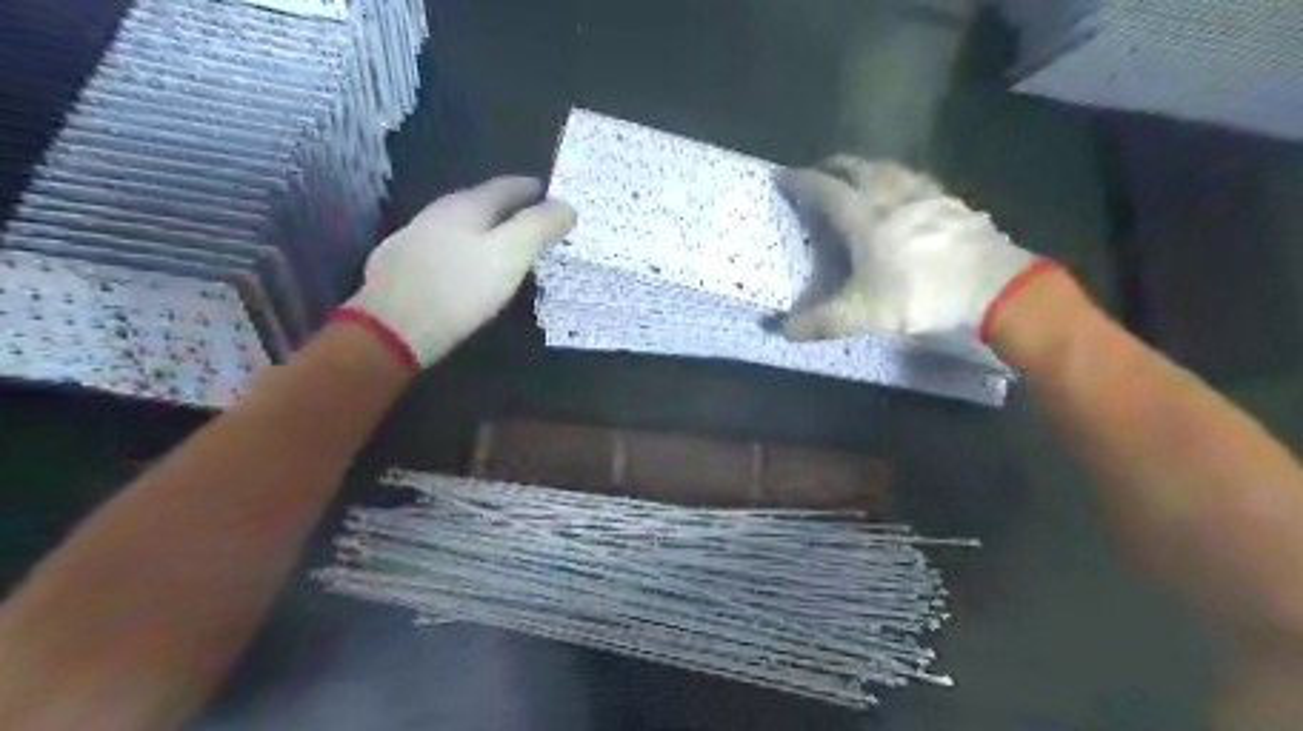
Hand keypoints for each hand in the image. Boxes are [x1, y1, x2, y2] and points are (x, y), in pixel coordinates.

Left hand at [333, 174, 573, 366]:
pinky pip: (446, 246)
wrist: (393, 327)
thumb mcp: (510, 254)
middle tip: (537, 223)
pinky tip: (468, 267)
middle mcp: (439, 212)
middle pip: (483, 202)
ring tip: (508, 246)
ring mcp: (416, 236)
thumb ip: (539, 227)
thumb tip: (567, 206)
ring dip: (488, 230)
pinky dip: (467, 249)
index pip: (508, 186)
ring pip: (462, 225)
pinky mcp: (403, 264)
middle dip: (512, 209)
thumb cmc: (460, 288)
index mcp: (467, 205)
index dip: (535, 190)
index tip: (554, 197)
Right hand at [770, 153, 1045, 342]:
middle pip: (857, 168)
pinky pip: (918, 180)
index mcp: (864, 218)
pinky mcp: (952, 202)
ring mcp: (926, 195)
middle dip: (834, 166)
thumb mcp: (864, 315)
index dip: (801, 182)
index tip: (784, 176)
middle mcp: (892, 196)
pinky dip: (900, 179)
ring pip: (889, 169)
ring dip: (868, 167)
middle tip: (820, 171)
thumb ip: (821, 322)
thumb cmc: (921, 294)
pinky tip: (907, 193)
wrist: (993, 286)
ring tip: (860, 176)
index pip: (825, 190)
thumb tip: (783, 331)